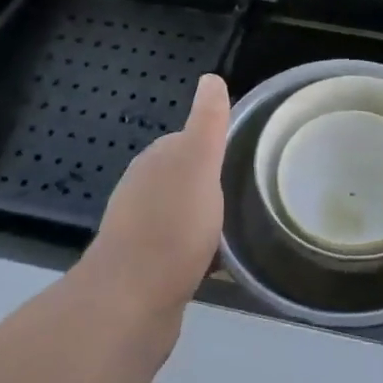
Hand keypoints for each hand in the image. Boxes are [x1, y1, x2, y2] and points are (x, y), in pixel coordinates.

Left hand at [82, 74, 229, 325]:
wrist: (130, 304)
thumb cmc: (171, 227)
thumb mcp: (198, 164)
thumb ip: (207, 123)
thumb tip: (210, 78)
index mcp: (155, 162)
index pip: (187, 139)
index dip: (214, 144)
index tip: (246, 153)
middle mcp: (142, 191)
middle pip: (185, 177)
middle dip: (212, 182)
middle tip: (251, 189)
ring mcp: (140, 231)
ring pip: (182, 213)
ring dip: (206, 217)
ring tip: (242, 226)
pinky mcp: (146, 269)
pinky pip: (180, 248)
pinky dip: (200, 250)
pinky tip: (220, 263)